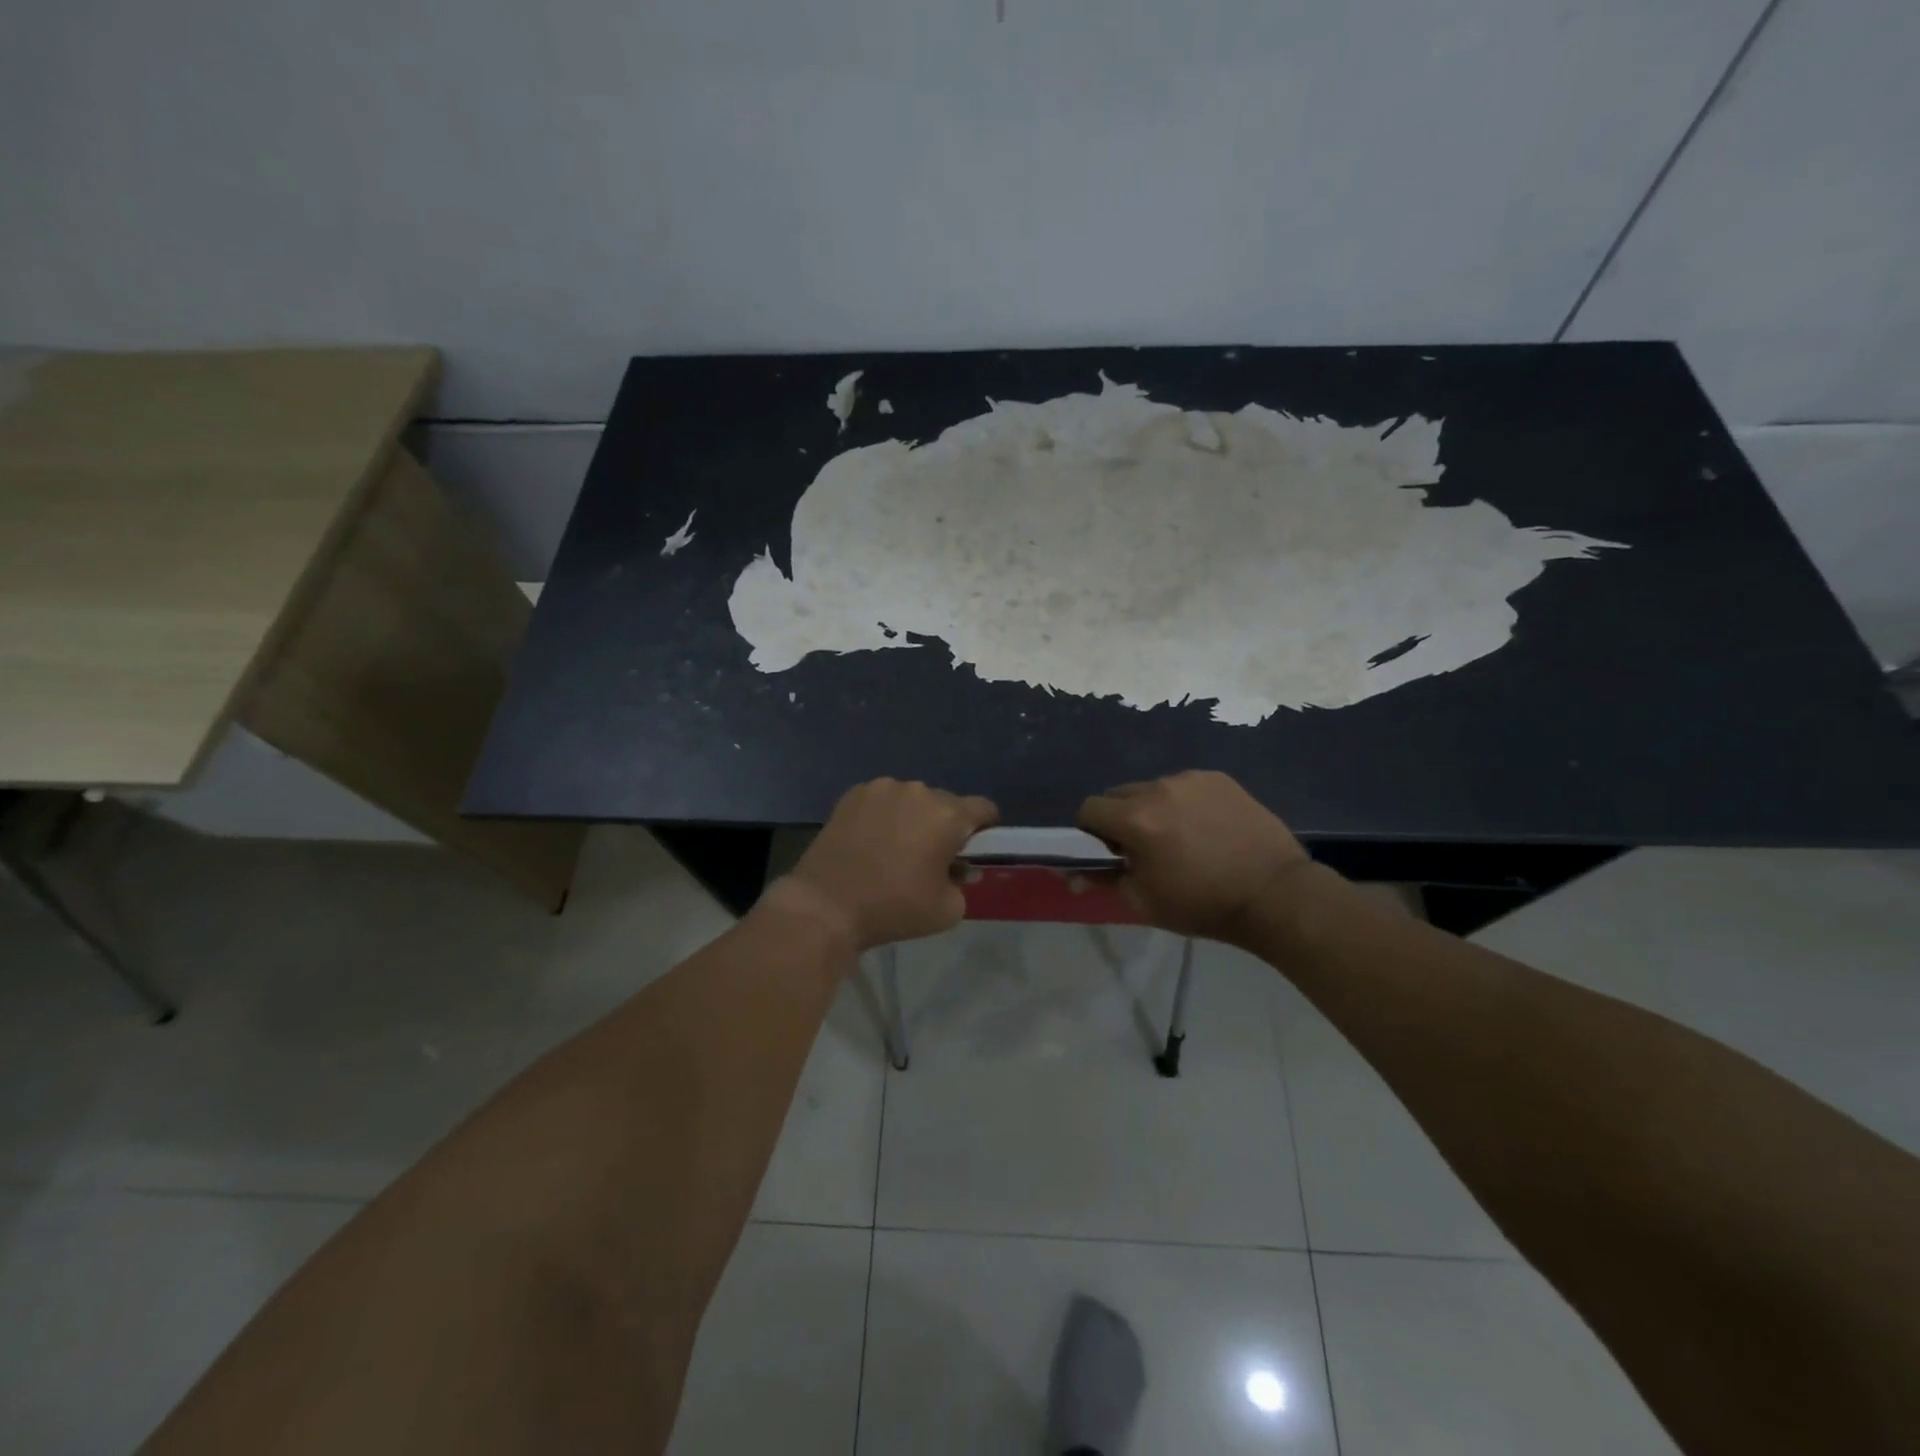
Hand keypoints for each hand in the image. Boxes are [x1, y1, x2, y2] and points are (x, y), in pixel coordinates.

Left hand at [773, 778, 998, 953]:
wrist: (826, 905)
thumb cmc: (894, 908)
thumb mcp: (947, 910)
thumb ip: (963, 884)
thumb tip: (958, 870)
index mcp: (947, 815)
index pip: (983, 808)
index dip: (985, 828)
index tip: (974, 849)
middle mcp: (918, 791)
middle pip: (946, 803)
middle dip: (945, 825)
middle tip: (931, 856)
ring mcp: (883, 788)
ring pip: (912, 799)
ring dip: (913, 817)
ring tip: (896, 848)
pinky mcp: (854, 794)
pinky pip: (883, 800)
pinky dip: (884, 815)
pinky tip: (871, 841)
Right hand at [1077, 771, 1313, 945]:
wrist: (1274, 894)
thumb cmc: (1202, 904)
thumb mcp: (1144, 901)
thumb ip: (1102, 881)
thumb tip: (1071, 875)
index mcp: (1135, 818)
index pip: (1088, 809)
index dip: (1091, 832)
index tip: (1110, 853)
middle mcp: (1158, 788)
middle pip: (1118, 794)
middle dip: (1120, 818)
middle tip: (1143, 848)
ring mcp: (1191, 779)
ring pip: (1152, 788)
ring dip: (1153, 809)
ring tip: (1180, 838)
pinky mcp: (1218, 778)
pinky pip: (1184, 785)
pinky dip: (1183, 803)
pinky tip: (1206, 828)